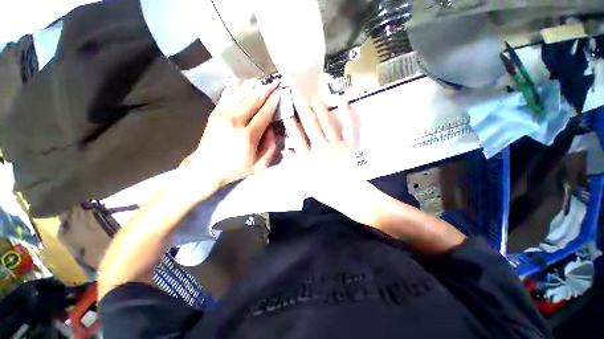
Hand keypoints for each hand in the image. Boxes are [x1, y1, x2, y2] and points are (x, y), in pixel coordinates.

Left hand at [181, 79, 280, 188]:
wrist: (206, 167)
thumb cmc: (236, 168)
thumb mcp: (259, 165)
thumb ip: (271, 147)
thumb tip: (272, 129)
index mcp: (247, 136)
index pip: (264, 114)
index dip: (273, 103)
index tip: (281, 93)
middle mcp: (235, 121)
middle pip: (253, 100)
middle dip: (266, 90)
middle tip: (276, 81)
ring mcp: (222, 114)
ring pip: (241, 94)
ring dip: (254, 86)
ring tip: (264, 80)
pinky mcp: (215, 112)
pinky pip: (227, 94)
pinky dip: (237, 86)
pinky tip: (245, 80)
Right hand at [285, 98, 372, 218]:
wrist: (350, 195)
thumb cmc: (326, 191)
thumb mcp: (306, 181)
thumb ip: (296, 164)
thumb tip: (285, 150)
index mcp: (308, 159)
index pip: (296, 138)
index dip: (290, 124)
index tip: (286, 112)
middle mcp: (320, 148)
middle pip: (310, 126)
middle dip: (303, 110)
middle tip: (298, 96)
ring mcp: (336, 145)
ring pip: (326, 123)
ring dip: (319, 109)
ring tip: (314, 97)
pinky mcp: (350, 144)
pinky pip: (348, 127)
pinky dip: (346, 113)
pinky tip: (343, 101)